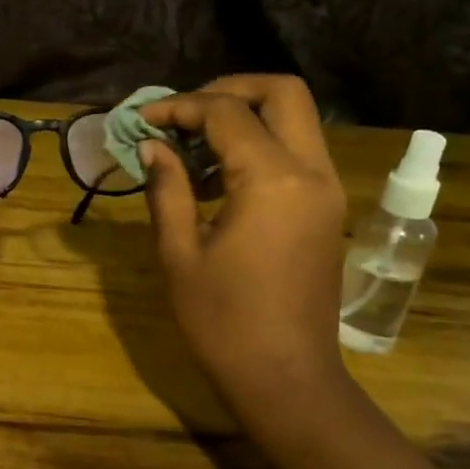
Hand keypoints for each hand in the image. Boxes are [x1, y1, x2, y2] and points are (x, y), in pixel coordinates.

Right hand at [139, 76, 349, 407]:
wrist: (286, 378)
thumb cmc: (223, 321)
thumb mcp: (180, 253)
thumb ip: (167, 189)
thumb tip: (153, 147)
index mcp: (272, 180)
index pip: (226, 113)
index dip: (180, 106)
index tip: (142, 120)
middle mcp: (311, 172)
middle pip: (282, 94)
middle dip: (228, 90)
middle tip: (182, 113)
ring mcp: (327, 190)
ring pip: (295, 120)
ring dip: (245, 118)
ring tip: (192, 146)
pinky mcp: (327, 210)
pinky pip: (297, 153)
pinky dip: (260, 146)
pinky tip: (218, 178)